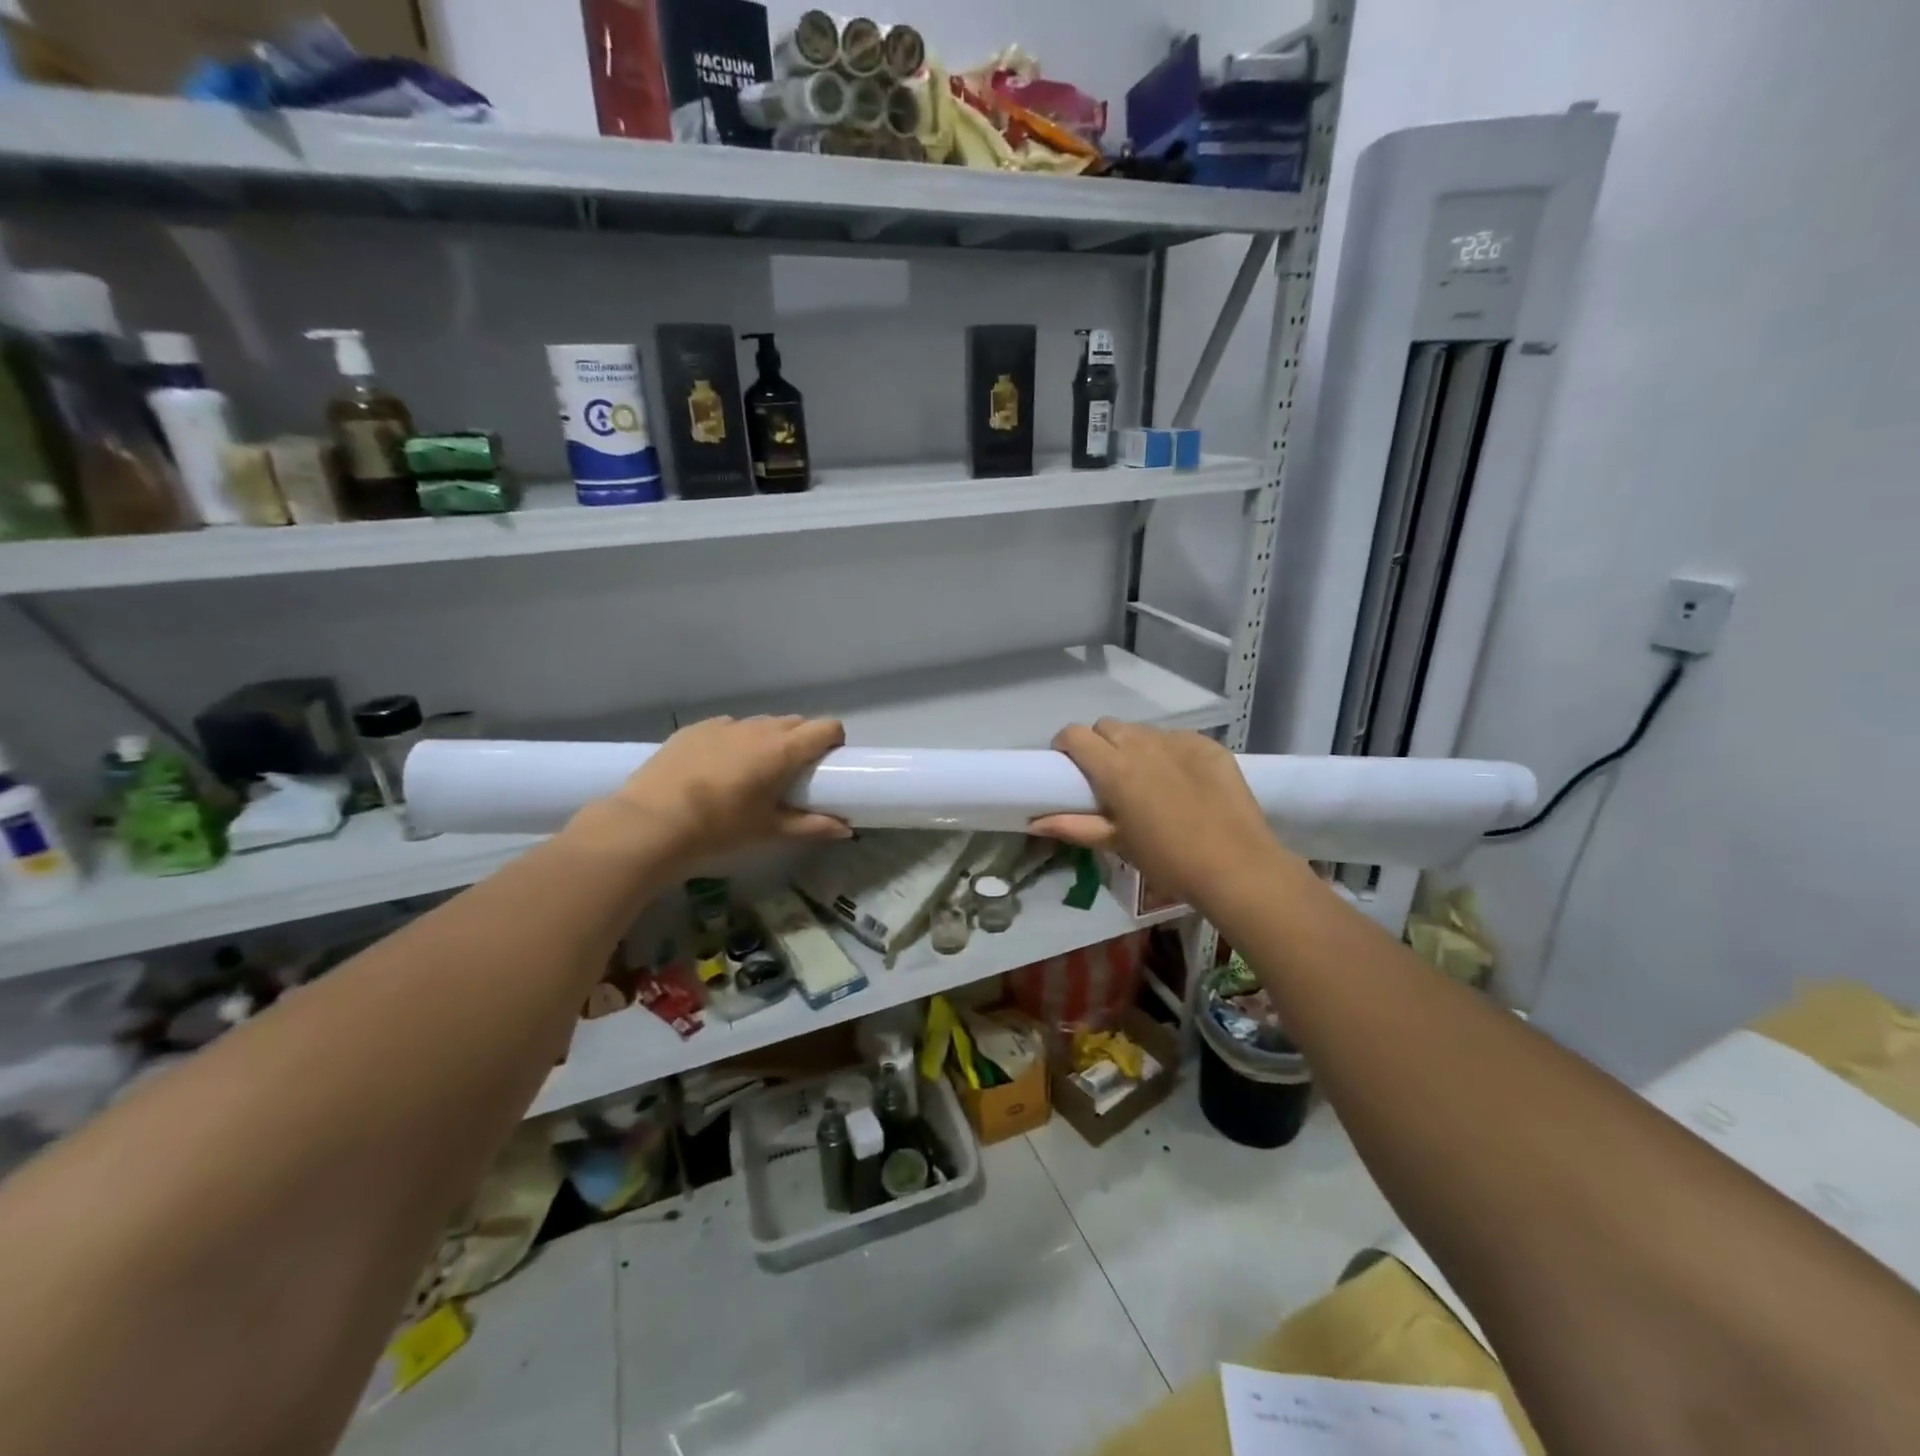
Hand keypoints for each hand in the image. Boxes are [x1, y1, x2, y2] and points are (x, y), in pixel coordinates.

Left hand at [592, 715, 850, 861]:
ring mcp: (724, 724)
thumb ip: (812, 826)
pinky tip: (717, 769)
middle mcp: (758, 728)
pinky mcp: (695, 728)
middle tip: (791, 776)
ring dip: (768, 741)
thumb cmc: (719, 828)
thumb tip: (847, 829)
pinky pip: (728, 727)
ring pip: (761, 724)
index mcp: (783, 749)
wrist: (649, 822)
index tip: (826, 767)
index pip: (827, 727)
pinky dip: (734, 742)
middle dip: (802, 743)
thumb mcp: (769, 831)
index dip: (833, 743)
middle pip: (795, 723)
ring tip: (752, 773)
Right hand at [1030, 719, 1287, 909]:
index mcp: (1114, 767)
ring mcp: (1178, 741)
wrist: (1237, 866)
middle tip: (1107, 777)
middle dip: (1099, 744)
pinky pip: (1176, 738)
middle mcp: (1142, 744)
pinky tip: (1182, 781)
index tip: (1069, 767)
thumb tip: (1034, 822)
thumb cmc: (1168, 860)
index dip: (1066, 746)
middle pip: (1107, 727)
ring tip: (1147, 779)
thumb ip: (1073, 826)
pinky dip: (1169, 753)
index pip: (1074, 734)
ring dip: (1134, 747)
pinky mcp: (1208, 745)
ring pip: (1142, 731)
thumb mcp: (1117, 844)